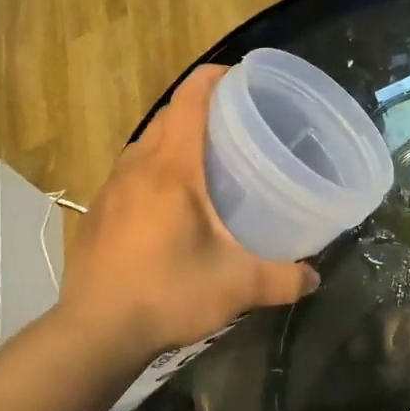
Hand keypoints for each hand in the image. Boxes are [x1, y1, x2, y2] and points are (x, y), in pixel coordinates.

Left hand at [59, 66, 318, 364]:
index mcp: (172, 169)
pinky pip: (130, 171)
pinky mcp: (97, 212)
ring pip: (146, 143)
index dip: (214, 78)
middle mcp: (137, 167)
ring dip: (174, 138)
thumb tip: (314, 277)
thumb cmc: (167, 294)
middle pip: (168, 115)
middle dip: (200, 108)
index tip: (240, 78)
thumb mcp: (236, 287)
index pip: (190, 99)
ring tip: (207, 159)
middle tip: (237, 124)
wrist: (94, 332)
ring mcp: (111, 188)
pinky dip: (154, 167)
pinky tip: (171, 202)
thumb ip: (282, 278)